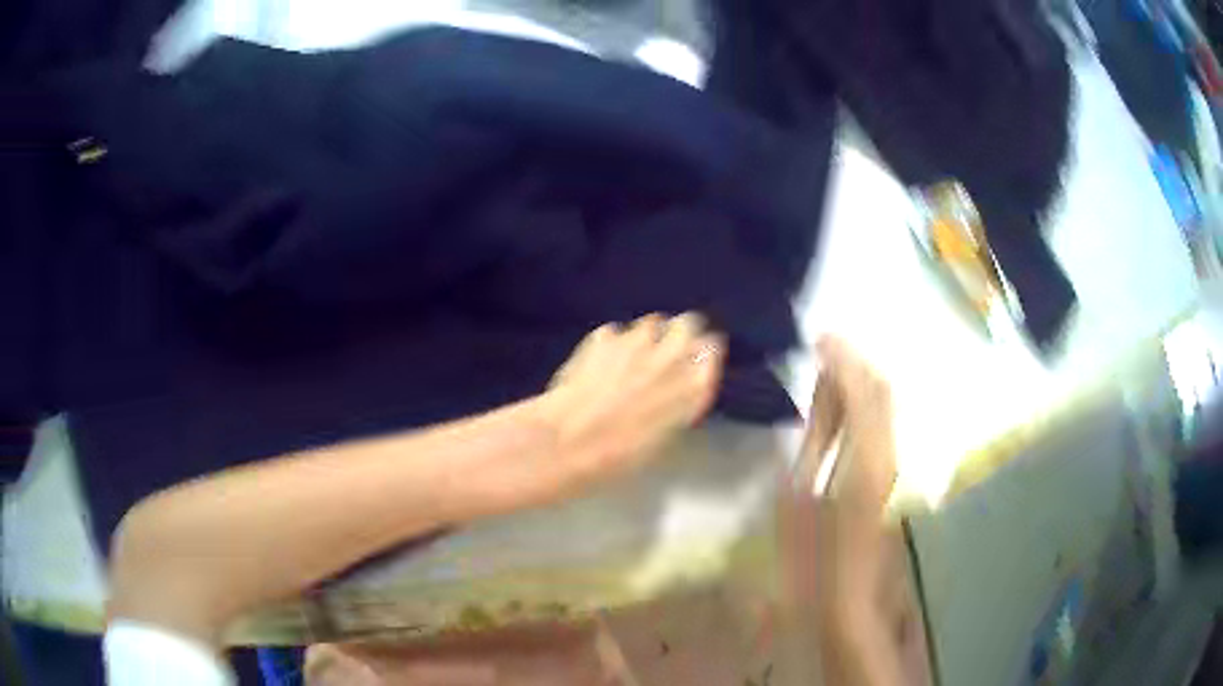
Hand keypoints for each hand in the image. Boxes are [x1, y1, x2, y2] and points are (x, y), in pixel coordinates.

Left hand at [533, 313, 724, 502]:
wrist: (571, 441)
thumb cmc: (624, 456)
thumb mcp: (667, 438)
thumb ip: (681, 404)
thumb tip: (680, 391)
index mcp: (696, 385)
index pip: (712, 349)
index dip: (702, 355)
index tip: (694, 364)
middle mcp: (673, 355)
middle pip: (688, 324)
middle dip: (680, 334)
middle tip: (667, 353)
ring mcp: (638, 341)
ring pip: (653, 323)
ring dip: (648, 336)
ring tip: (633, 358)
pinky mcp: (605, 336)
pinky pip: (617, 332)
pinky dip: (613, 344)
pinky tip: (601, 363)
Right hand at [779, 336, 928, 685]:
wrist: (846, 597)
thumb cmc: (811, 555)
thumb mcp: (800, 490)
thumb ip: (817, 433)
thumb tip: (821, 389)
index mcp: (867, 453)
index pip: (863, 387)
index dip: (843, 357)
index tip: (818, 337)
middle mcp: (891, 449)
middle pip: (882, 388)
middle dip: (855, 361)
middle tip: (822, 348)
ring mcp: (896, 462)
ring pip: (886, 403)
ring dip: (860, 379)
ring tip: (827, 370)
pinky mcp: (893, 473)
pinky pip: (882, 422)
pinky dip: (863, 402)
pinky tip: (840, 405)